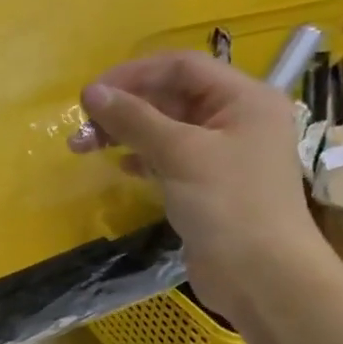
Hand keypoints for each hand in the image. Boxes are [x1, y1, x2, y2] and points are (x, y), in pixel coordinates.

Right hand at [70, 51, 327, 323]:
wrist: (261, 276)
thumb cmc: (228, 205)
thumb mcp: (179, 153)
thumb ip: (134, 119)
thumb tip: (90, 92)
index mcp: (243, 98)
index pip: (180, 67)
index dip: (132, 75)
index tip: (89, 95)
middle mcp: (235, 119)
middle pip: (170, 96)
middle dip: (123, 108)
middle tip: (81, 128)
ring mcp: (221, 154)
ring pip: (164, 128)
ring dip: (124, 133)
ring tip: (83, 148)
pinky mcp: (206, 184)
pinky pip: (167, 157)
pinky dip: (140, 157)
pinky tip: (120, 167)